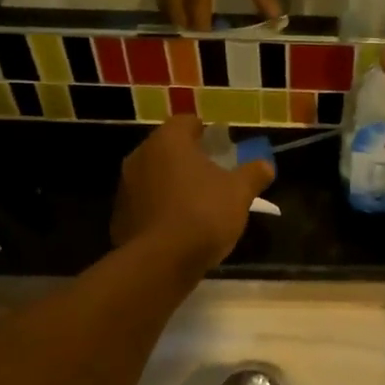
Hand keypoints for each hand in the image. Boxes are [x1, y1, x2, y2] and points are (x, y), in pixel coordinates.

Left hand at [112, 116, 273, 271]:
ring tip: (196, 203)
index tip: (219, 145)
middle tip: (212, 174)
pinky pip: (145, 204)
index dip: (204, 131)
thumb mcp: (240, 193)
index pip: (185, 122)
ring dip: (172, 184)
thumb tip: (265, 165)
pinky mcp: (119, 216)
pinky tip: (178, 226)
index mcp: (168, 141)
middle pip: (167, 149)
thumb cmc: (203, 214)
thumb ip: (253, 174)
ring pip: (154, 176)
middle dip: (188, 158)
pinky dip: (160, 208)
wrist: (160, 262)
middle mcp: (140, 156)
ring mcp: (125, 187)